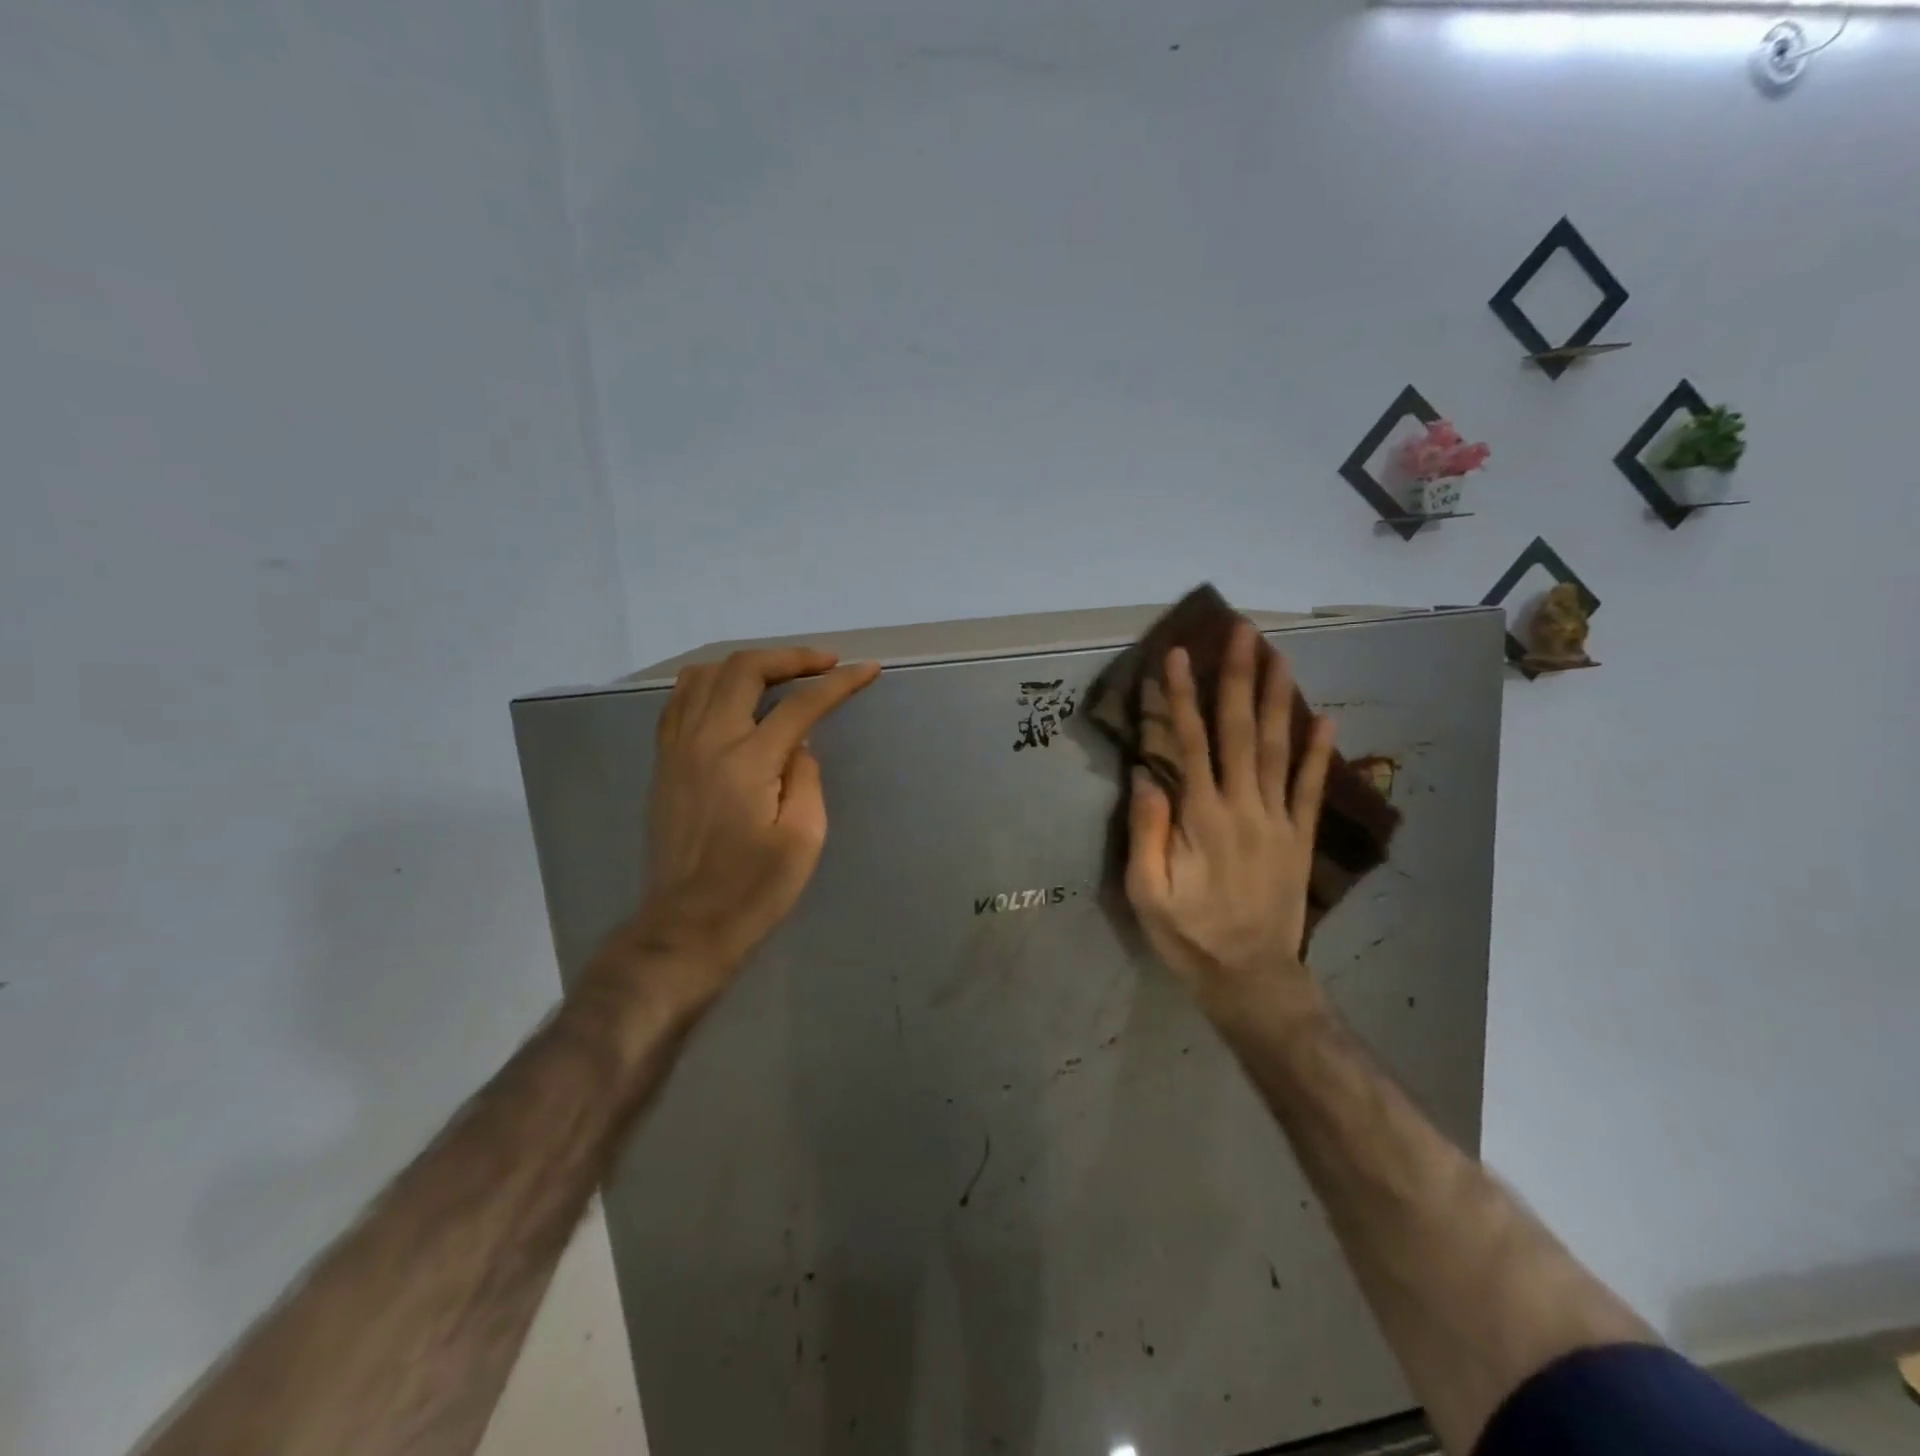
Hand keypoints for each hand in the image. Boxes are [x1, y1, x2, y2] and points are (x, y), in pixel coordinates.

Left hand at [618, 648, 880, 997]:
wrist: (687, 926)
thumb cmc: (754, 891)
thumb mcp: (803, 839)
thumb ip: (806, 779)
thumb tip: (799, 745)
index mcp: (747, 761)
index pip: (800, 704)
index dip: (839, 683)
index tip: (868, 670)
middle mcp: (707, 742)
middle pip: (745, 670)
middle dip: (790, 657)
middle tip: (825, 663)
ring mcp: (678, 749)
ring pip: (705, 676)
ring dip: (748, 664)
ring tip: (781, 673)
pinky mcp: (664, 763)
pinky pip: (680, 701)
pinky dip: (710, 683)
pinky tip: (731, 695)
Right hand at [1126, 622, 1335, 1015]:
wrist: (1252, 979)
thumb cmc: (1190, 936)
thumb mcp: (1147, 894)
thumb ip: (1146, 833)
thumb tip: (1145, 775)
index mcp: (1201, 818)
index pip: (1190, 742)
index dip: (1182, 696)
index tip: (1180, 655)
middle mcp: (1243, 807)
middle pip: (1241, 731)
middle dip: (1239, 677)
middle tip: (1243, 631)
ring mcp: (1277, 820)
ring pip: (1279, 748)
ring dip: (1278, 699)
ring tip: (1280, 656)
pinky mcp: (1299, 837)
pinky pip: (1311, 787)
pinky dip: (1320, 752)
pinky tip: (1325, 718)